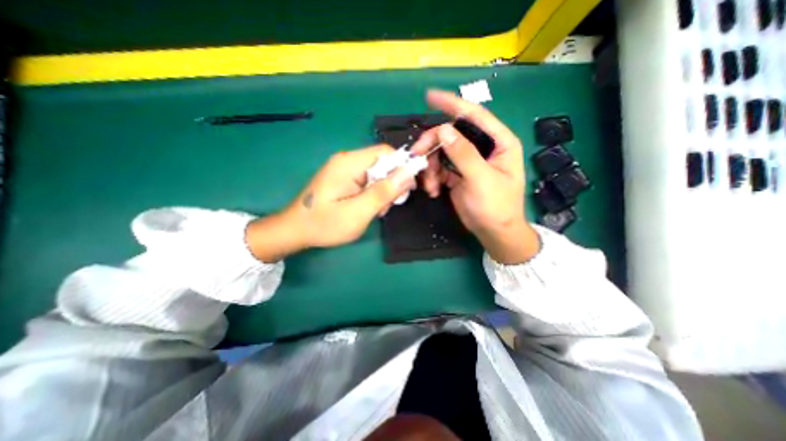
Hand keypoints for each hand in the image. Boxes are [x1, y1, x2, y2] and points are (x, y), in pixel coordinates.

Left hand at [245, 145, 416, 260]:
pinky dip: (373, 194)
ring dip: (383, 191)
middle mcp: (347, 160)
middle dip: (391, 184)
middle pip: (382, 163)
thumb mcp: (359, 212)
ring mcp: (344, 169)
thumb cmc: (325, 224)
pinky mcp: (343, 178)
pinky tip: (368, 208)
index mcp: (349, 163)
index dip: (402, 167)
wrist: (295, 230)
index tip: (409, 189)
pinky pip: (367, 181)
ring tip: (376, 211)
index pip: (386, 152)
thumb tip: (409, 172)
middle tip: (387, 207)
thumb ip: (384, 192)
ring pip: (377, 174)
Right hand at [412, 87, 540, 261]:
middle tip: (417, 158)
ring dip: (430, 167)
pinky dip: (431, 177)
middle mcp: (482, 148)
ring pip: (441, 152)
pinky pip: (438, 168)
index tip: (430, 96)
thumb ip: (463, 154)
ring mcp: (468, 162)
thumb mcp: (481, 179)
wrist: (493, 232)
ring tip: (429, 186)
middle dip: (432, 145)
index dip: (452, 104)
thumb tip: (444, 130)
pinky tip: (432, 190)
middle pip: (451, 135)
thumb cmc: (496, 207)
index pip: (474, 115)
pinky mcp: (457, 175)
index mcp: (498, 142)